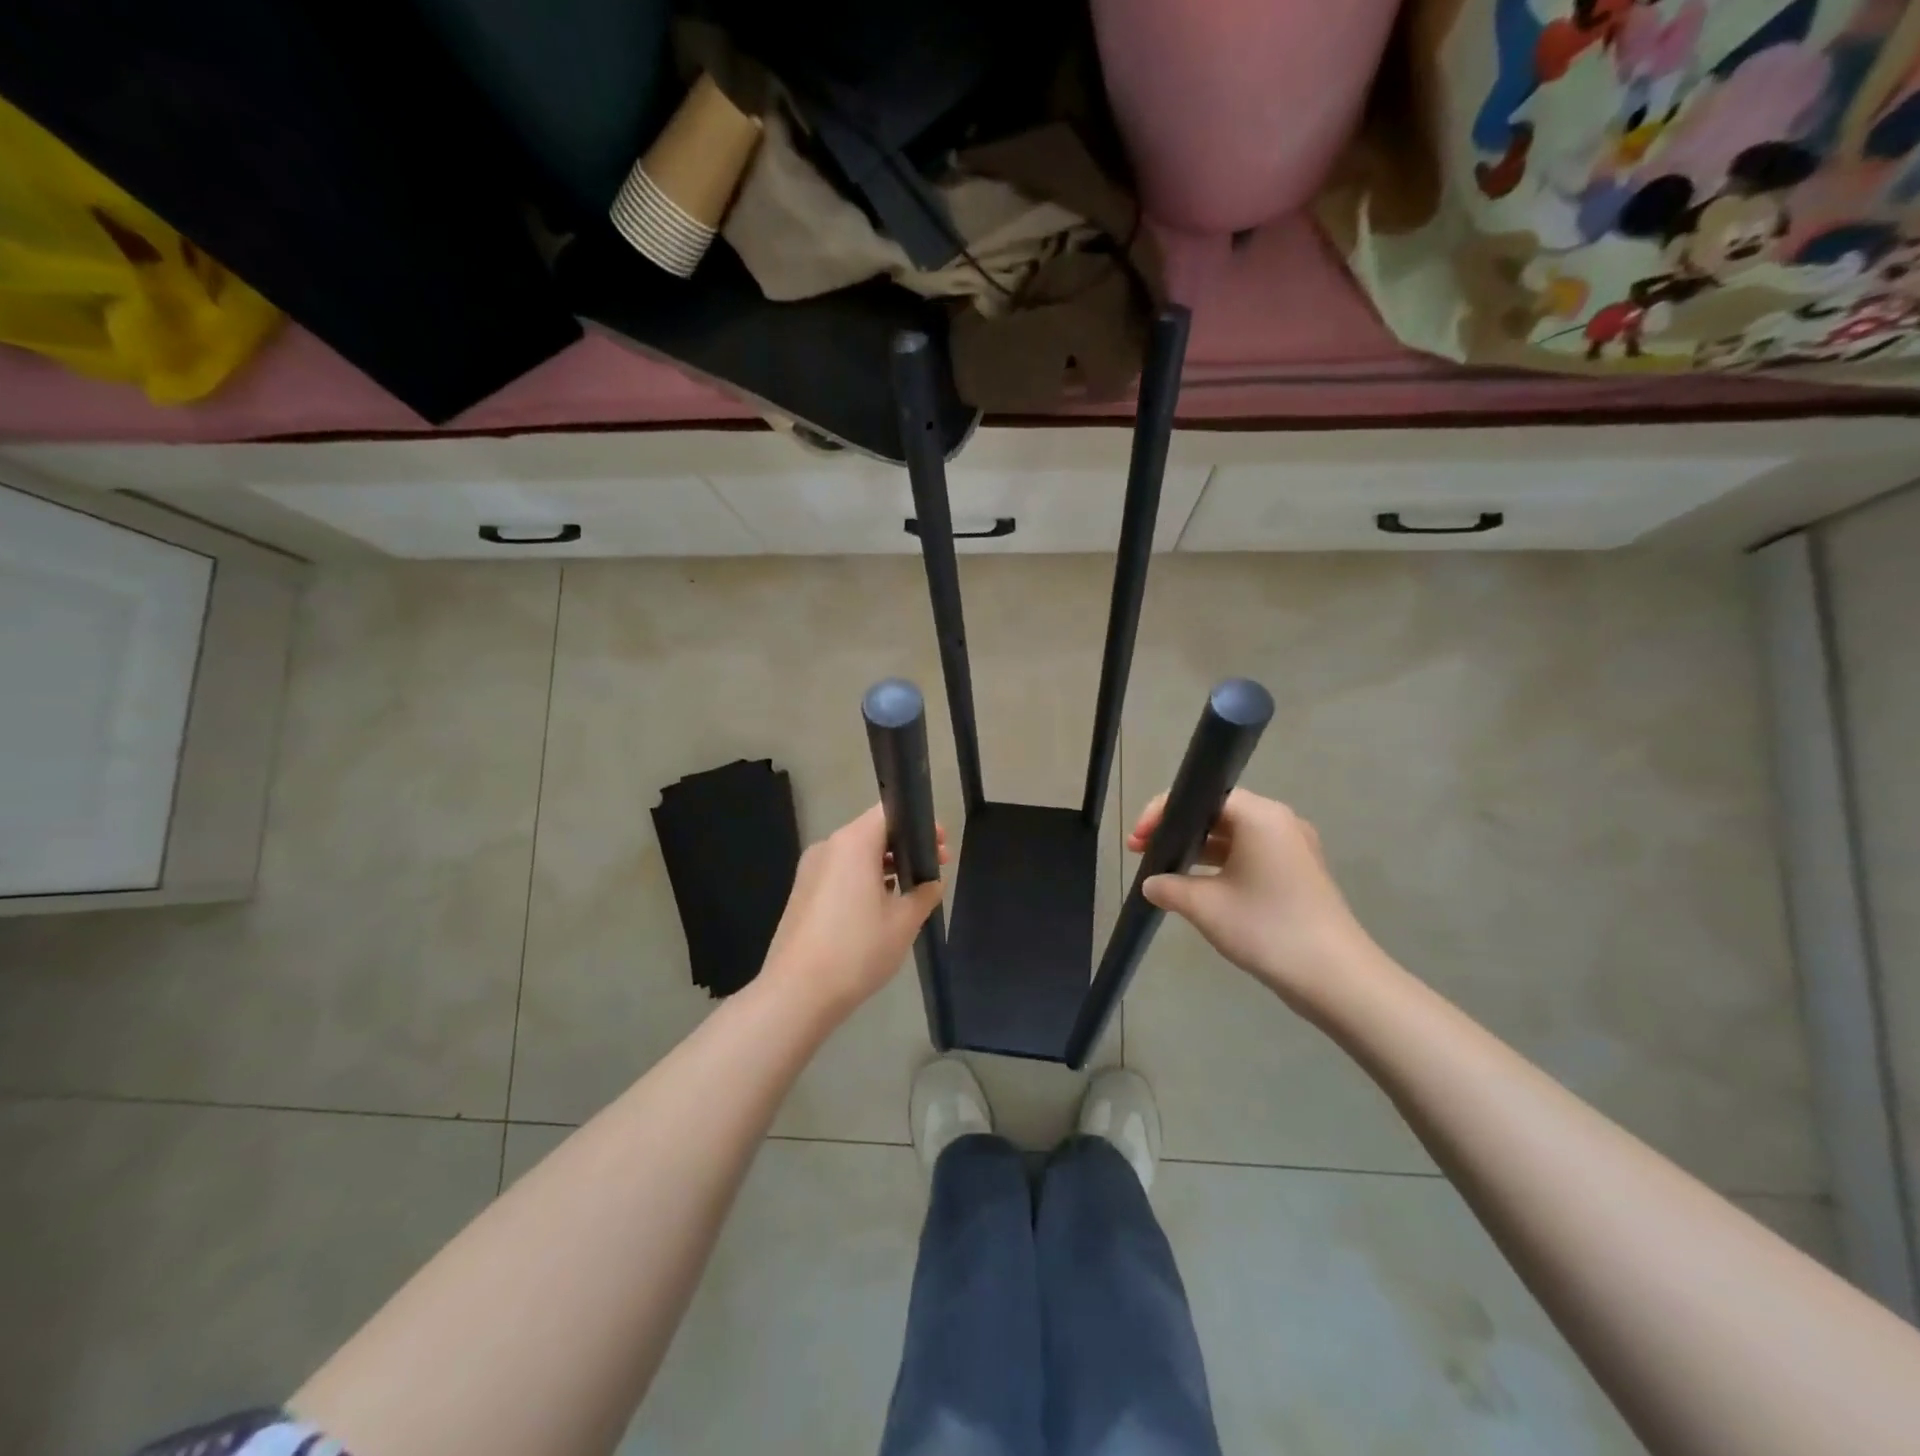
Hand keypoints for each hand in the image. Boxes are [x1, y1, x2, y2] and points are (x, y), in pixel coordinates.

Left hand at [761, 804, 944, 1019]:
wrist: (797, 993)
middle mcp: (828, 847)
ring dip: (885, 866)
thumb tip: (932, 882)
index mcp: (853, 843)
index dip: (919, 824)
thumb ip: (924, 894)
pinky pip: (840, 874)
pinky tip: (881, 908)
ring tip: (912, 892)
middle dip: (905, 847)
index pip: (889, 813)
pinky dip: (864, 880)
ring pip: (856, 855)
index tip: (941, 845)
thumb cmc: (856, 950)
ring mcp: (810, 870)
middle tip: (935, 869)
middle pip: (872, 832)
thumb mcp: (903, 922)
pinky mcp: (803, 893)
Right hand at [1129, 789, 1378, 1016]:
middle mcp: (1279, 822)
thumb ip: (1169, 887)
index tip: (1137, 840)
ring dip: (1197, 851)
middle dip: (1177, 831)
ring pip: (1233, 837)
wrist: (1336, 978)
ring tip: (1164, 871)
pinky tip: (1198, 888)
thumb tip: (1151, 884)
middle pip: (1217, 813)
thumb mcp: (1206, 907)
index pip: (1201, 797)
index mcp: (1260, 816)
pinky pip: (1250, 856)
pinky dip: (1221, 866)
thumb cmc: (1267, 929)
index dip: (1163, 813)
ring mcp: (1293, 849)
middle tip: (1143, 852)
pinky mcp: (1298, 874)